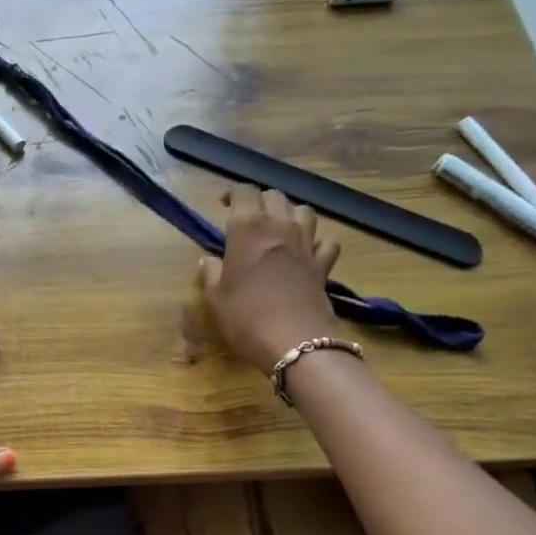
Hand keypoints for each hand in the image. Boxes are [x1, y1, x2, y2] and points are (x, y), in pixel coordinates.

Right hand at [197, 189, 342, 374]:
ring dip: (290, 214)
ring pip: (304, 211)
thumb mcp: (215, 298)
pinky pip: (326, 242)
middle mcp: (279, 227)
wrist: (294, 342)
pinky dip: (317, 242)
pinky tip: (307, 253)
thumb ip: (211, 273)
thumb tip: (209, 260)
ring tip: (279, 229)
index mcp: (248, 229)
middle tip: (248, 218)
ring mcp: (306, 244)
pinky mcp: (323, 265)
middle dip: (260, 202)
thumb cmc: (245, 317)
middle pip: (275, 196)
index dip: (234, 194)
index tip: (224, 204)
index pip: (244, 192)